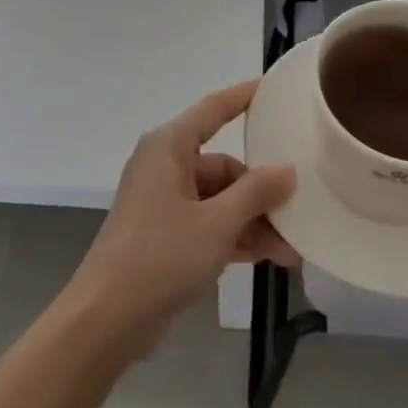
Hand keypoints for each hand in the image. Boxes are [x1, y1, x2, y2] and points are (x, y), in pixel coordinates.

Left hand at [65, 81, 298, 361]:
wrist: (106, 319)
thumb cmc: (160, 256)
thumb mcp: (217, 223)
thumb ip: (256, 192)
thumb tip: (288, 169)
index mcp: (168, 147)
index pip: (214, 109)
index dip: (245, 97)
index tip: (276, 88)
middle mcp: (165, 166)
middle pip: (224, 165)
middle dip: (262, 191)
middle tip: (301, 210)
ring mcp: (164, 202)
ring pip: (220, 199)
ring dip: (254, 220)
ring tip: (293, 249)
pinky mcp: (166, 235)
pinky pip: (209, 223)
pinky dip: (236, 236)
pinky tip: (271, 258)